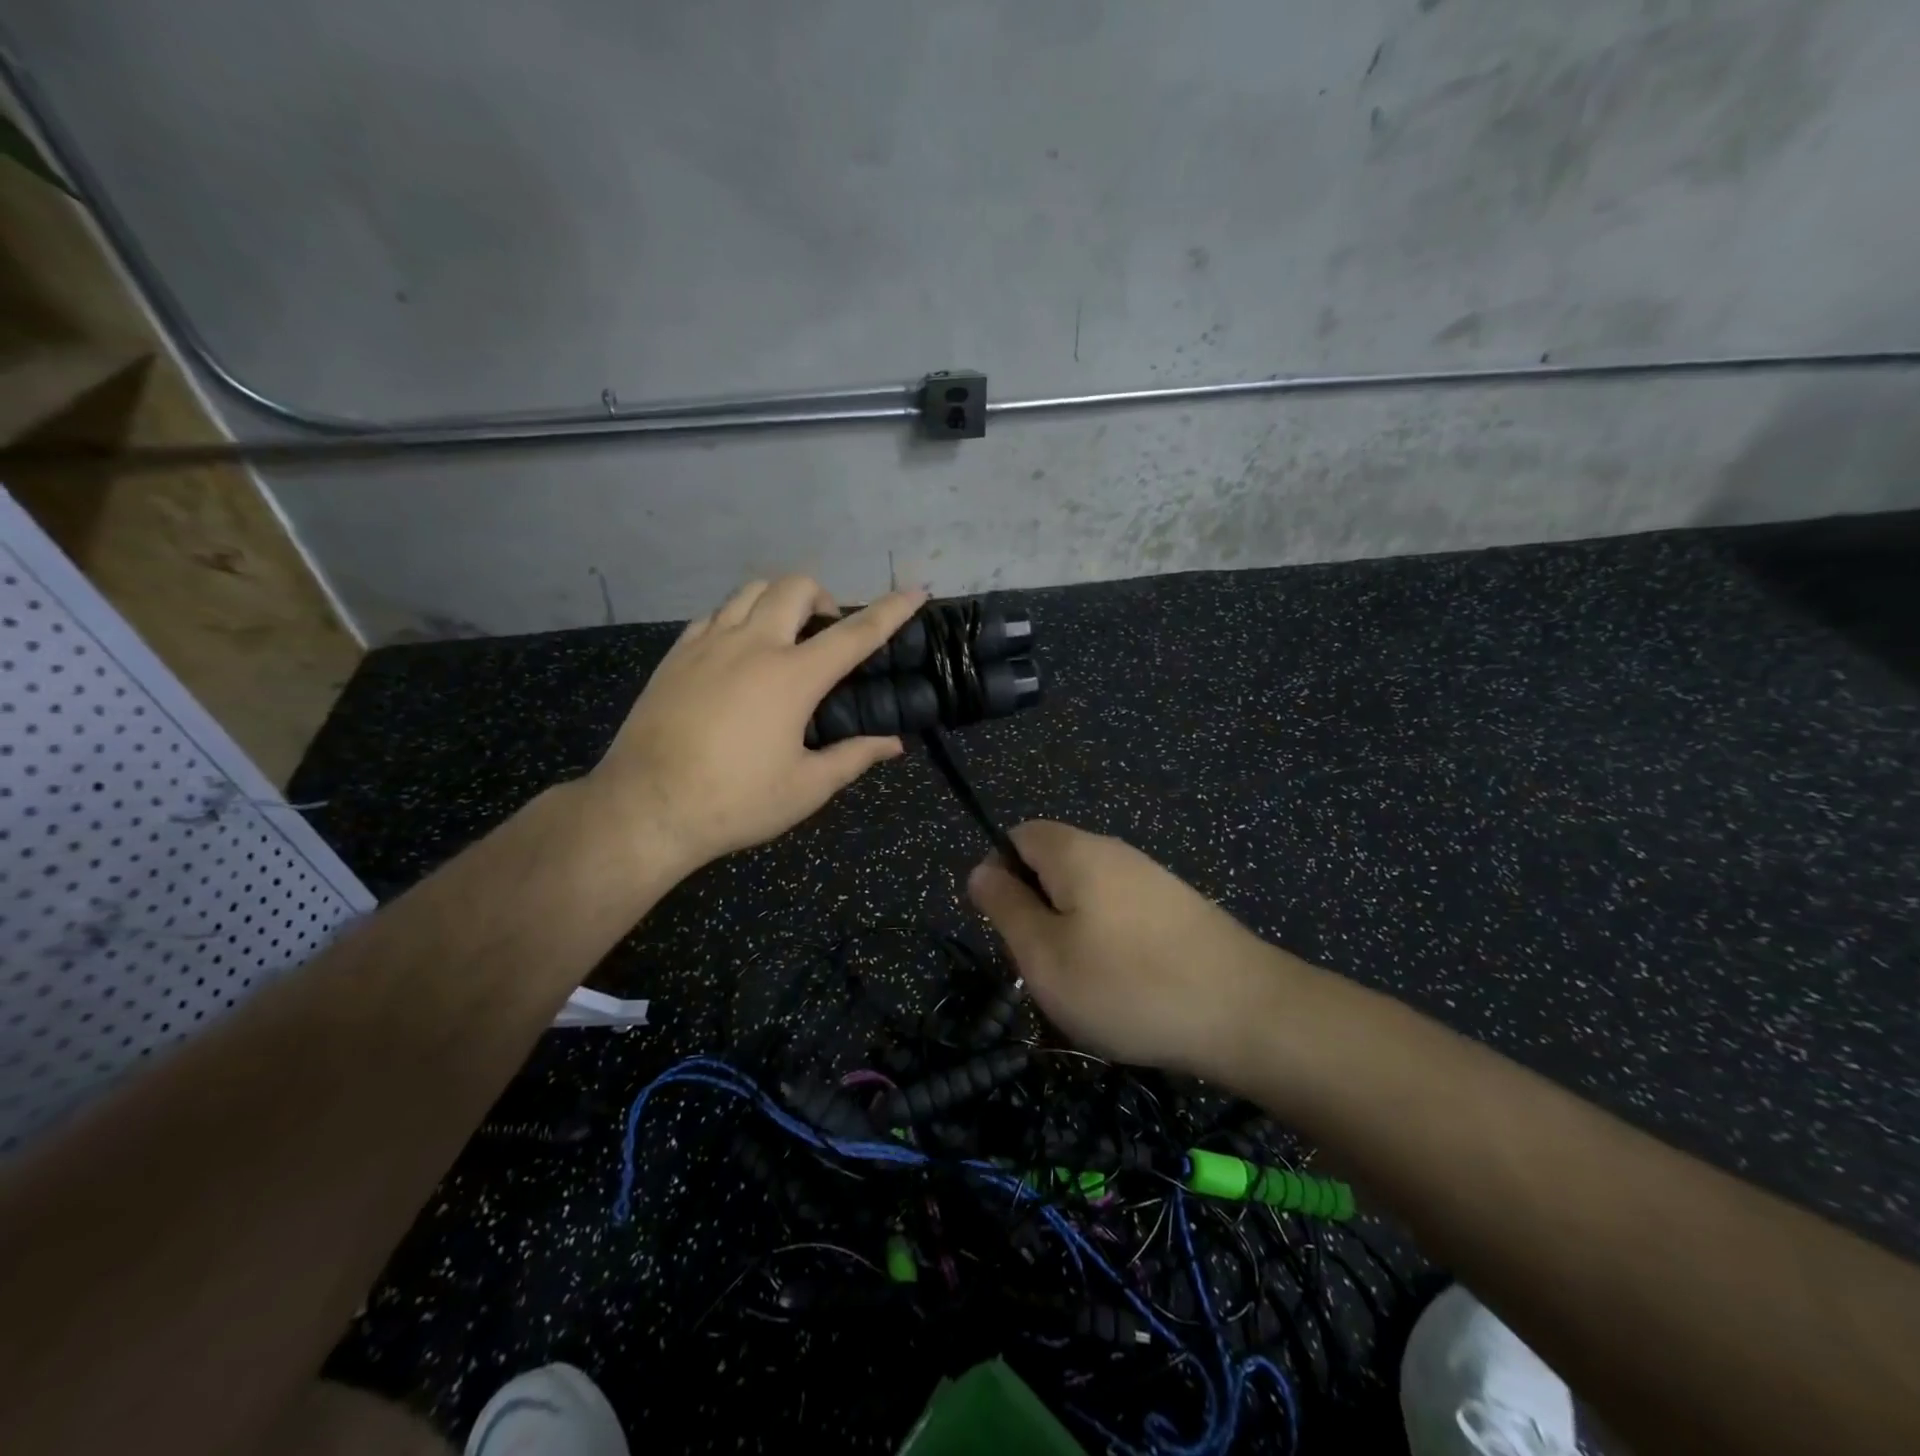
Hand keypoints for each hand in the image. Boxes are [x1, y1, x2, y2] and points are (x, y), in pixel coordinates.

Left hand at [589, 576, 926, 875]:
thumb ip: (853, 758)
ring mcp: (708, 644)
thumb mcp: (806, 788)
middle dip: (824, 597)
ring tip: (785, 635)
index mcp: (793, 676)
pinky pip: (715, 614)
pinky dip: (739, 617)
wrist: (644, 808)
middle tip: (828, 633)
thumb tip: (893, 745)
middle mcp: (752, 645)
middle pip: (795, 587)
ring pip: (750, 590)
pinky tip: (739, 651)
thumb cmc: (735, 802)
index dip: (891, 610)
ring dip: (779, 600)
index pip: (856, 632)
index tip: (916, 590)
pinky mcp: (676, 655)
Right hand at [968, 821, 1300, 1075]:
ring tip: (1083, 986)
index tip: (1006, 929)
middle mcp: (1114, 851)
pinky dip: (1108, 944)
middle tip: (1044, 966)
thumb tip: (981, 870)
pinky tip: (1124, 988)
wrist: (1248, 1014)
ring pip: (1086, 895)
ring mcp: (1152, 878)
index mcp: (1076, 851)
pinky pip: (1121, 914)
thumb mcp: (1044, 955)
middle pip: (1052, 865)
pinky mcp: (1178, 908)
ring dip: (1071, 933)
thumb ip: (1005, 907)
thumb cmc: (1128, 985)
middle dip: (1036, 911)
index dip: (998, 875)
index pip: (1017, 836)